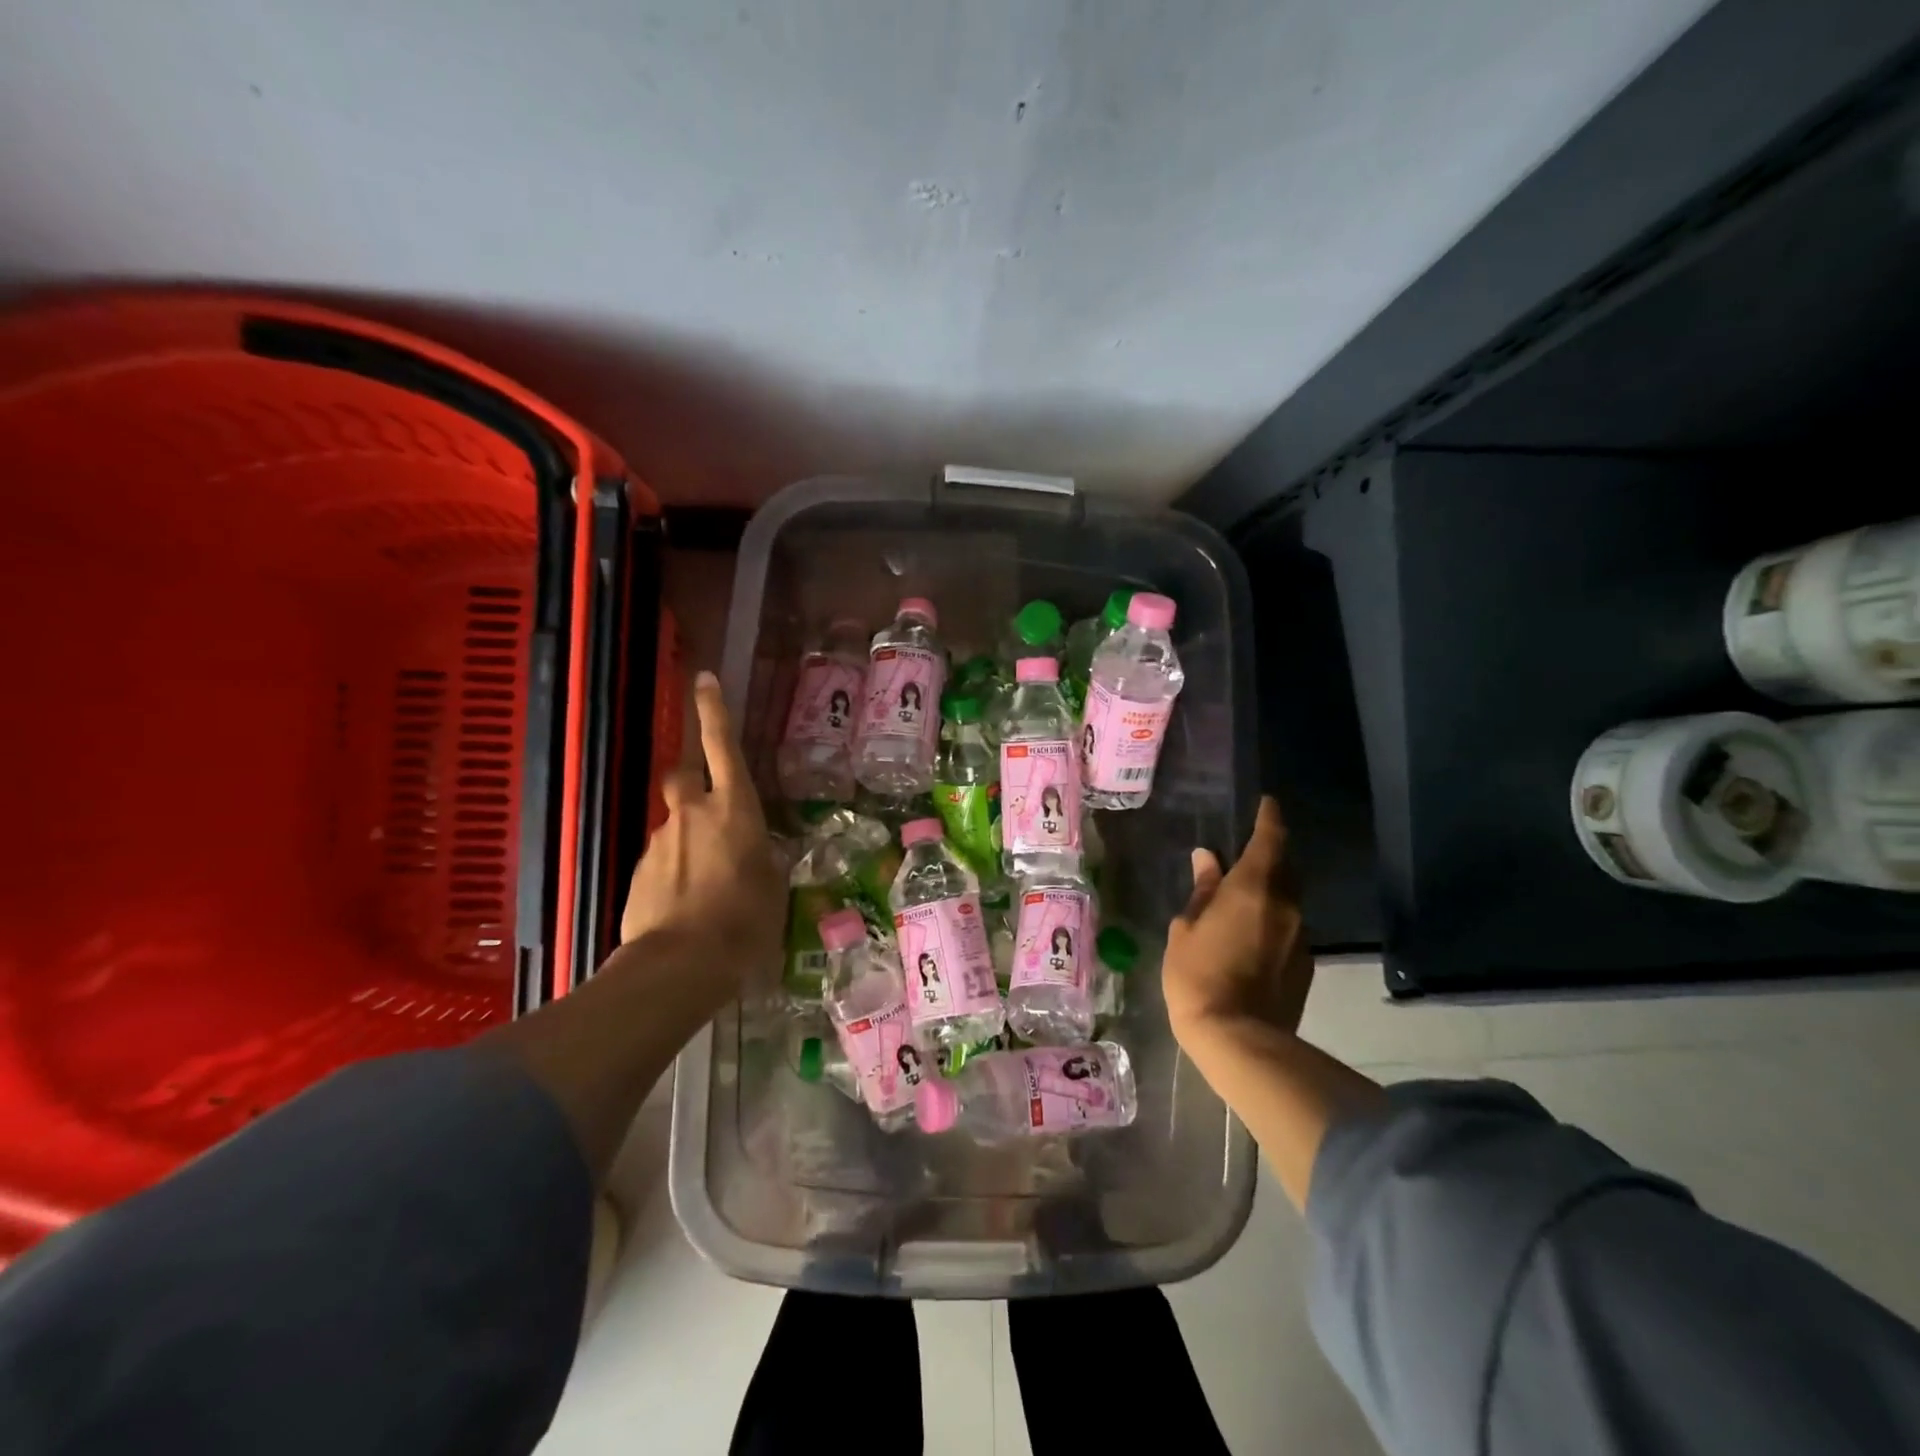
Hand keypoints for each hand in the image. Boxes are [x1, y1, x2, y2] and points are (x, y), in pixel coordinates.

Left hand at [620, 671, 783, 998]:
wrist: (680, 964)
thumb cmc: (744, 920)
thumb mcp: (774, 887)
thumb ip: (765, 858)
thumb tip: (761, 851)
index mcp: (734, 809)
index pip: (722, 745)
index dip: (713, 710)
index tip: (704, 679)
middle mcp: (693, 814)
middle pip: (683, 775)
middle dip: (692, 777)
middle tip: (709, 804)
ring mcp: (661, 842)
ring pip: (674, 822)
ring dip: (688, 836)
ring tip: (707, 880)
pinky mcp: (639, 872)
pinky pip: (662, 857)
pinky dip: (674, 869)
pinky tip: (687, 902)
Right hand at [1162, 796, 1313, 1045]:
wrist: (1238, 1040)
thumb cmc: (1198, 976)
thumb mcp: (1186, 928)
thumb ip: (1202, 891)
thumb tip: (1207, 859)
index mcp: (1254, 888)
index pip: (1270, 839)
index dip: (1269, 818)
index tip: (1267, 803)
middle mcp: (1286, 905)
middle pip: (1285, 868)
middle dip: (1269, 856)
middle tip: (1244, 855)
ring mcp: (1301, 936)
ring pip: (1288, 900)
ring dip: (1270, 892)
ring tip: (1242, 900)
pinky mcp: (1306, 965)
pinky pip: (1290, 929)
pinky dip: (1274, 922)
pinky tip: (1251, 938)